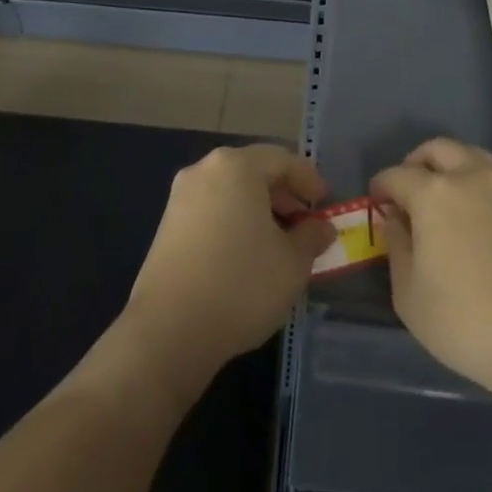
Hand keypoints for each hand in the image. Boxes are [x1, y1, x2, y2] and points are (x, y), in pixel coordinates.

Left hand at [122, 145, 335, 391]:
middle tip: (305, 223)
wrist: (169, 332)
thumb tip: (320, 228)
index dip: (309, 180)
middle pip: (254, 171)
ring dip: (259, 210)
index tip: (325, 204)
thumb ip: (312, 237)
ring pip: (231, 192)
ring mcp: (180, 197)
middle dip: (283, 195)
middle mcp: (204, 170)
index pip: (282, 159)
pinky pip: (212, 211)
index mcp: (236, 167)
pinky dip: (234, 222)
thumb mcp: (293, 263)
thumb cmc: (241, 285)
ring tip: (279, 243)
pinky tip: (247, 255)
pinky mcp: (167, 226)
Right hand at [372, 138, 491, 402]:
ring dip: (449, 165)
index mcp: (433, 193)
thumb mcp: (410, 295)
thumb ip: (397, 248)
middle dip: (415, 164)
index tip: (375, 203)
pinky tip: (471, 213)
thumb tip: (394, 219)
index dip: (380, 187)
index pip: (396, 176)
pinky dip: (475, 181)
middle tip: (405, 192)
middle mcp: (470, 176)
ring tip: (440, 197)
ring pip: (470, 154)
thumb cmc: (467, 322)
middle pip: (436, 149)